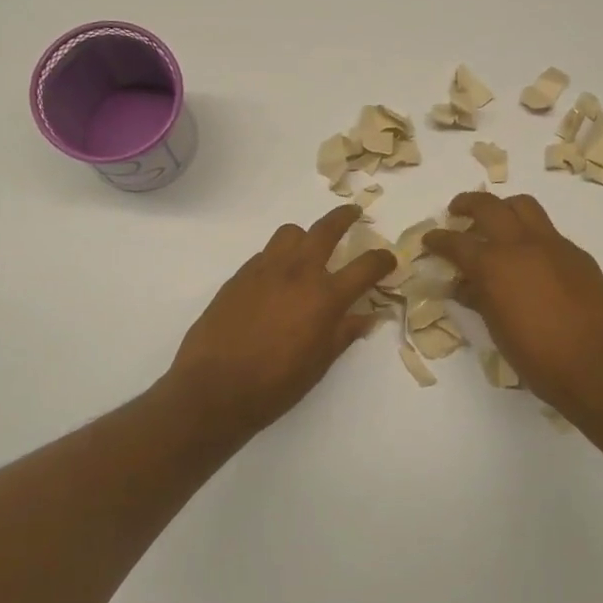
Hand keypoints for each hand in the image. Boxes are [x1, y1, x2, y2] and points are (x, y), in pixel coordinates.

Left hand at [167, 204, 395, 436]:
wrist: (213, 388)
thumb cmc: (274, 384)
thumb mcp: (319, 363)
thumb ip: (344, 333)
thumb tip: (367, 316)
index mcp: (325, 297)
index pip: (365, 266)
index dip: (383, 260)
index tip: (388, 259)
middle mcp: (297, 273)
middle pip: (326, 230)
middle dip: (344, 218)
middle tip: (353, 214)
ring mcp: (264, 270)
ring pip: (290, 233)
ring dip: (306, 235)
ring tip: (309, 249)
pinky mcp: (239, 276)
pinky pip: (265, 254)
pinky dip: (279, 257)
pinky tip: (277, 279)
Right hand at [424, 193, 602, 417]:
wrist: (598, 366)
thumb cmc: (538, 358)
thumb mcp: (498, 330)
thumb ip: (478, 299)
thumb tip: (463, 285)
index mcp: (494, 266)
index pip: (456, 242)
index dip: (438, 240)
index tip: (429, 240)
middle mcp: (522, 245)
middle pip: (489, 206)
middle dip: (467, 204)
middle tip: (457, 211)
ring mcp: (554, 245)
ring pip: (525, 207)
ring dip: (504, 208)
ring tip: (496, 223)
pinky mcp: (578, 255)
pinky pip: (549, 232)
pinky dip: (532, 235)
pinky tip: (531, 259)